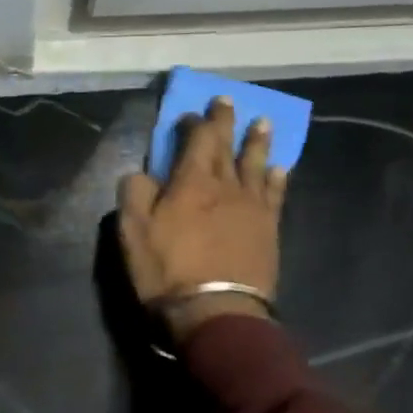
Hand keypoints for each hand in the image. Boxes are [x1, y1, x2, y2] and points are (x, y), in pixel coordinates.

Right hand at [118, 96, 288, 344]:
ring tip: (263, 123)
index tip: (190, 113)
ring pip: (256, 165)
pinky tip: (280, 168)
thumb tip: (142, 173)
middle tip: (229, 101)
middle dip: (226, 122)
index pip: (196, 140)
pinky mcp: (269, 229)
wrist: (216, 311)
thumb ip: (135, 193)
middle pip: (228, 146)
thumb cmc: (168, 269)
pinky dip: (277, 178)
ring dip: (258, 142)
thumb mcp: (133, 230)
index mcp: (191, 181)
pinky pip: (276, 195)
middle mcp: (226, 186)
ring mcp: (252, 207)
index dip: (194, 123)